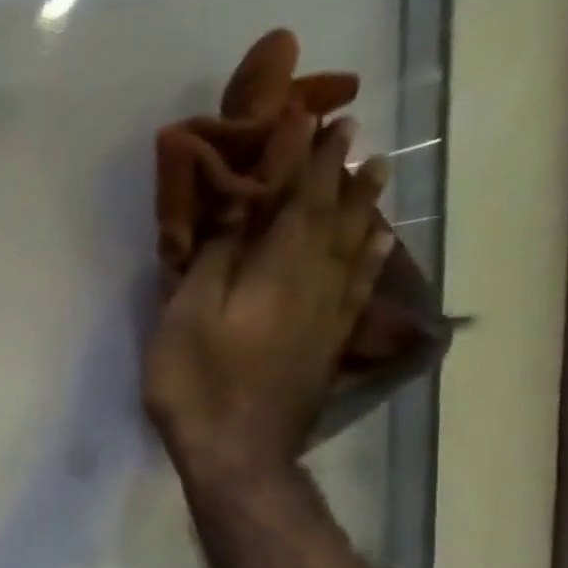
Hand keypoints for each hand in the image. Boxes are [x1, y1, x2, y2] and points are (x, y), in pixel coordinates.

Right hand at [143, 117, 390, 484]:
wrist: (238, 452)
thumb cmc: (198, 382)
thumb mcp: (186, 315)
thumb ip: (215, 258)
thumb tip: (238, 205)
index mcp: (278, 268)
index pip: (295, 198)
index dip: (299, 156)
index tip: (306, 114)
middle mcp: (316, 280)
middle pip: (333, 214)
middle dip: (337, 170)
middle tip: (348, 130)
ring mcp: (329, 312)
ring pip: (356, 243)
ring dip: (363, 203)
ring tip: (375, 170)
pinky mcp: (331, 340)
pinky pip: (363, 282)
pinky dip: (373, 252)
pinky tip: (381, 239)